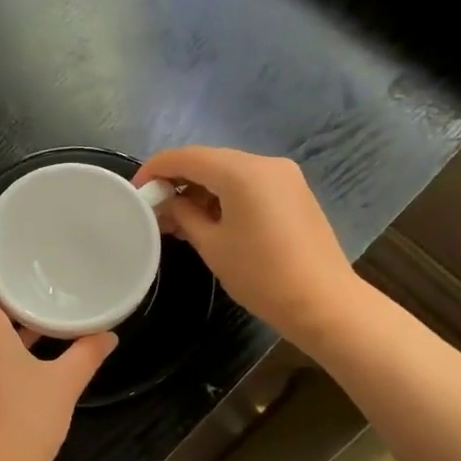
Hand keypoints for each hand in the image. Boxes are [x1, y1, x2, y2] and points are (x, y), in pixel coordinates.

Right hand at [135, 146, 360, 346]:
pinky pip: (249, 183)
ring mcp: (284, 176)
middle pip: (208, 160)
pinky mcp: (294, 192)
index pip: (185, 157)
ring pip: (229, 171)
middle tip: (155, 208)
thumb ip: (184, 215)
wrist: (324, 303)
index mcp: (241, 171)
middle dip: (178, 180)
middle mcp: (264, 163)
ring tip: (180, 219)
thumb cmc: (261, 275)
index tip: (136, 191)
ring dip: (201, 188)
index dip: (155, 169)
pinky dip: (225, 194)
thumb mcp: (211, 245)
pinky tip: (211, 220)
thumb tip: (170, 203)